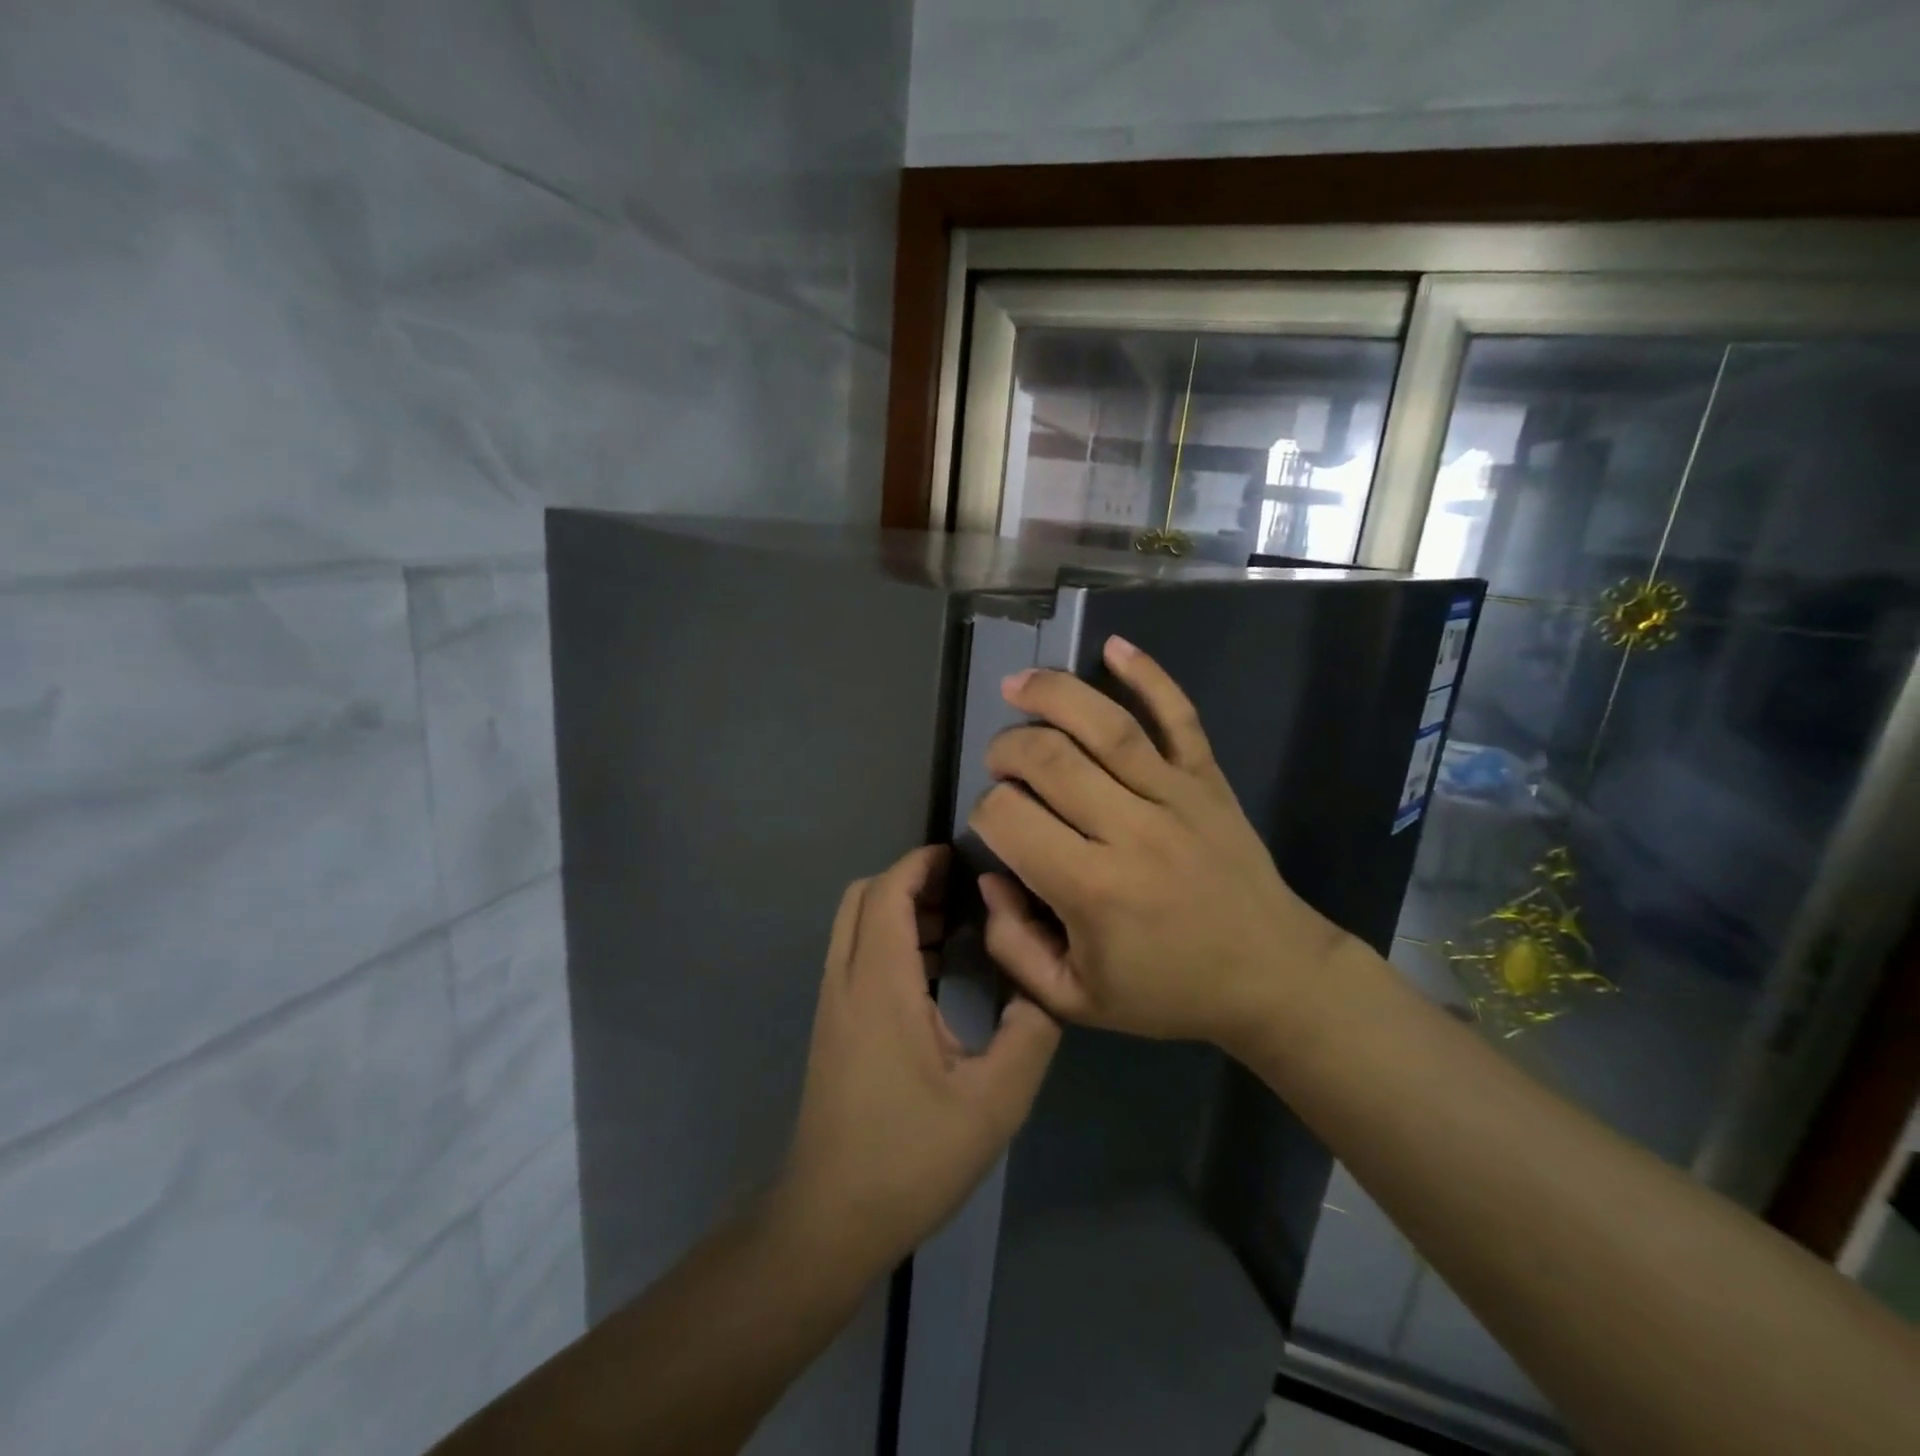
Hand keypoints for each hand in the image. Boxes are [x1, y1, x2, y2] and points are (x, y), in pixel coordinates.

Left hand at [779, 846, 1060, 1269]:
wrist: (830, 1220)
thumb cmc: (910, 1158)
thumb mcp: (994, 1102)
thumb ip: (1030, 1033)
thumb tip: (1048, 983)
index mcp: (879, 984)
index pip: (888, 891)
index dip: (922, 863)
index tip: (964, 859)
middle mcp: (846, 980)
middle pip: (864, 897)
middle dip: (911, 880)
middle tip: (965, 893)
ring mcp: (833, 1003)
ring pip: (855, 924)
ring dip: (899, 910)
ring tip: (956, 925)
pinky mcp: (833, 1026)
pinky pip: (855, 954)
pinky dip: (889, 939)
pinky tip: (932, 973)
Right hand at [968, 636, 1351, 1054]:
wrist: (1273, 976)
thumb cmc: (1169, 991)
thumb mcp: (1075, 1001)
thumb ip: (1015, 946)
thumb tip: (993, 877)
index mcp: (1092, 889)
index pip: (1009, 818)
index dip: (984, 812)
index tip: (993, 825)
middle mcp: (1131, 829)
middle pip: (1048, 759)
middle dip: (1006, 749)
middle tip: (998, 762)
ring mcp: (1176, 796)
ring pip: (1106, 725)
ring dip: (1053, 694)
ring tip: (1019, 684)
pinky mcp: (1208, 779)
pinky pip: (1179, 716)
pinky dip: (1149, 676)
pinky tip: (1114, 647)